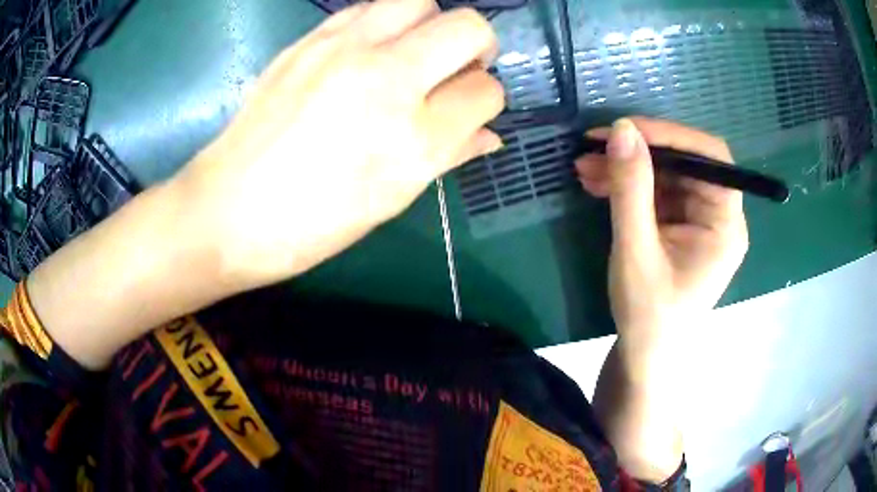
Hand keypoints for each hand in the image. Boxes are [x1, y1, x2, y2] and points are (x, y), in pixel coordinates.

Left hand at [173, 0, 503, 288]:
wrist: (228, 209)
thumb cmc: (312, 223)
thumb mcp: (391, 200)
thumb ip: (449, 155)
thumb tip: (488, 135)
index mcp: (412, 138)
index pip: (485, 92)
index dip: (486, 100)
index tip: (469, 110)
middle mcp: (386, 79)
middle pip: (468, 27)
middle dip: (477, 47)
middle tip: (456, 69)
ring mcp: (343, 50)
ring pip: (420, 1)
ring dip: (430, 25)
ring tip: (413, 53)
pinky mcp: (309, 40)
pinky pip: (368, 7)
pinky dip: (384, 22)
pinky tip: (369, 50)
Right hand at [576, 117, 747, 376]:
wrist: (644, 356)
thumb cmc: (648, 315)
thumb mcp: (636, 250)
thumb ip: (632, 189)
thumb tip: (622, 129)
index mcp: (725, 225)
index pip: (710, 158)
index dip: (671, 135)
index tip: (627, 130)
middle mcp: (718, 216)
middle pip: (685, 163)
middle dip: (639, 152)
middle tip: (593, 146)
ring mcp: (698, 221)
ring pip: (666, 176)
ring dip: (626, 168)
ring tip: (584, 166)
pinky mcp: (680, 226)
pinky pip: (656, 194)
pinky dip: (627, 186)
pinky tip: (597, 183)